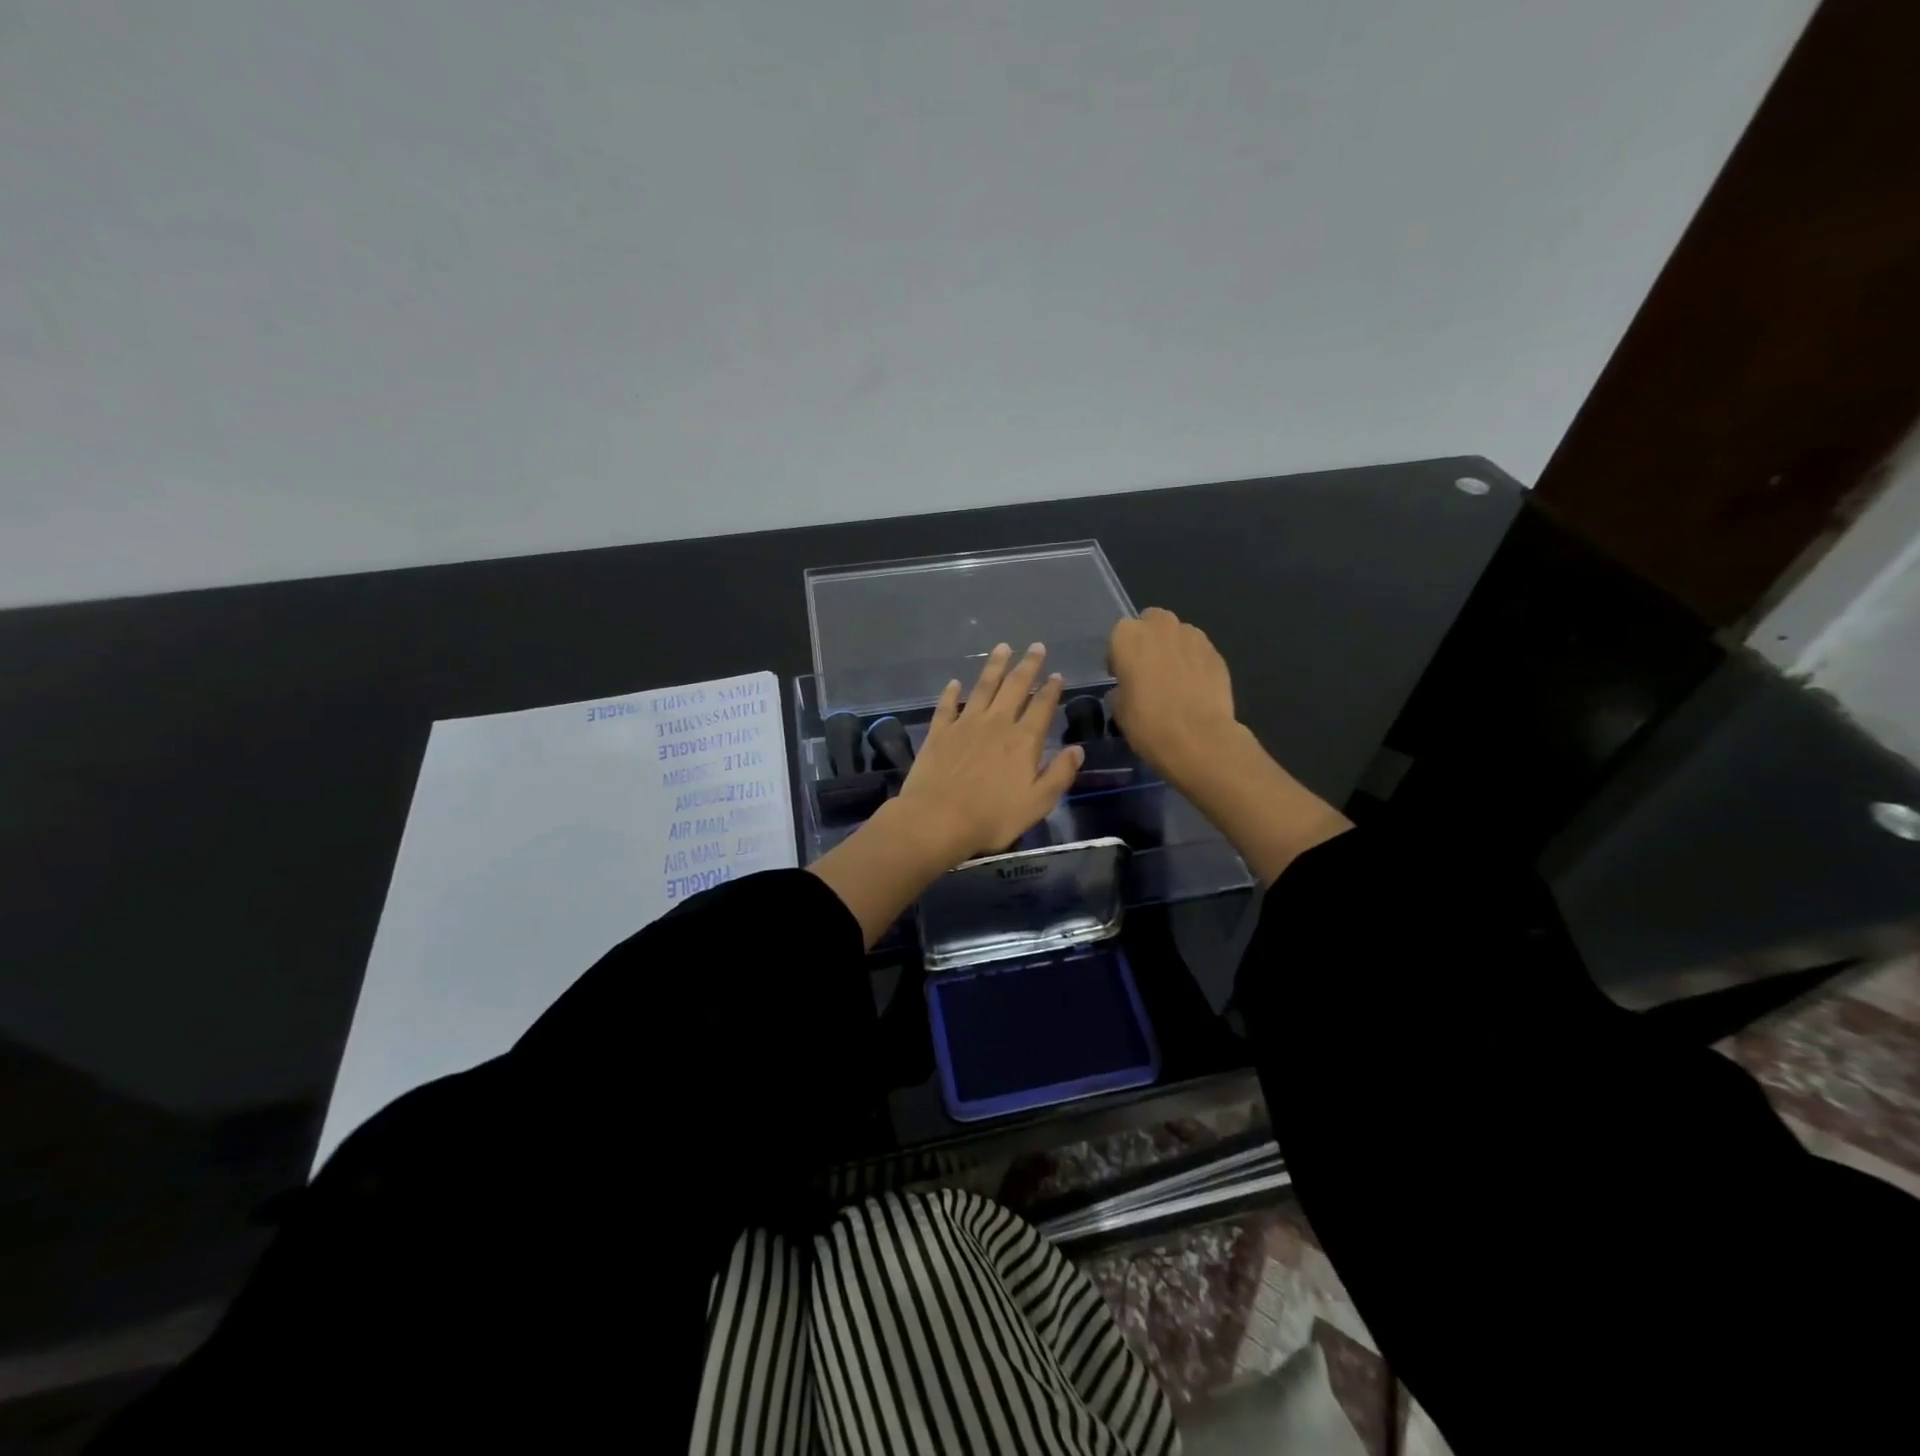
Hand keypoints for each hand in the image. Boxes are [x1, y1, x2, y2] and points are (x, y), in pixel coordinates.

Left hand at [894, 642, 1084, 863]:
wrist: (938, 819)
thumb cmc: (992, 817)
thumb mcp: (1037, 803)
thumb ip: (1059, 774)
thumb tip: (1077, 749)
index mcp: (1023, 740)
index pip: (1042, 707)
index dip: (1051, 689)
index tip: (1057, 674)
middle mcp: (996, 723)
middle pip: (1014, 687)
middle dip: (1027, 665)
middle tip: (1036, 646)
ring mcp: (965, 724)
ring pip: (983, 687)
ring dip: (994, 666)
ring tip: (1002, 647)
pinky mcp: (939, 732)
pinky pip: (947, 706)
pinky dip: (951, 693)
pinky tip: (954, 683)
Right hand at [1107, 608, 1240, 790]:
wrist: (1198, 738)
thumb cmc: (1148, 723)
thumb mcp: (1119, 709)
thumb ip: (1122, 687)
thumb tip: (1129, 687)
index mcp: (1128, 636)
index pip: (1118, 636)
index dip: (1120, 656)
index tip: (1122, 677)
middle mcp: (1160, 626)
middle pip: (1151, 623)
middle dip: (1149, 641)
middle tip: (1148, 671)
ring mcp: (1193, 636)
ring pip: (1178, 634)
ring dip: (1173, 649)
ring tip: (1174, 680)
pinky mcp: (1217, 652)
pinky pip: (1198, 651)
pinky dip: (1194, 663)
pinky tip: (1194, 688)